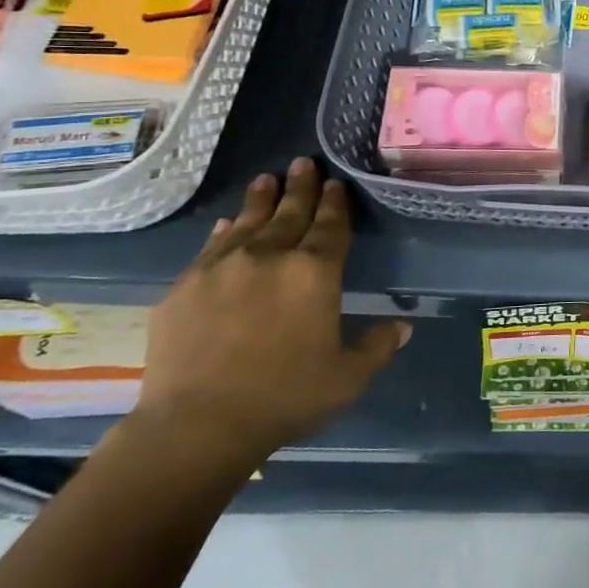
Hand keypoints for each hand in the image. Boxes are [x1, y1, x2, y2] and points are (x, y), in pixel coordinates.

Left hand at [133, 158, 407, 469]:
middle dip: (300, 187)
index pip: (331, 226)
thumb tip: (403, 327)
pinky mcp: (185, 286)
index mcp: (315, 273)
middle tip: (303, 162)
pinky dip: (225, 231)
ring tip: (267, 179)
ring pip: (248, 222)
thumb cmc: (284, 398)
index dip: (335, 203)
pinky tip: (228, 224)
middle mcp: (271, 257)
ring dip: (261, 199)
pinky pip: (212, 247)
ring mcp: (222, 267)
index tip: (335, 183)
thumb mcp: (348, 378)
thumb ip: (378, 347)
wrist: (197, 425)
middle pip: (290, 213)